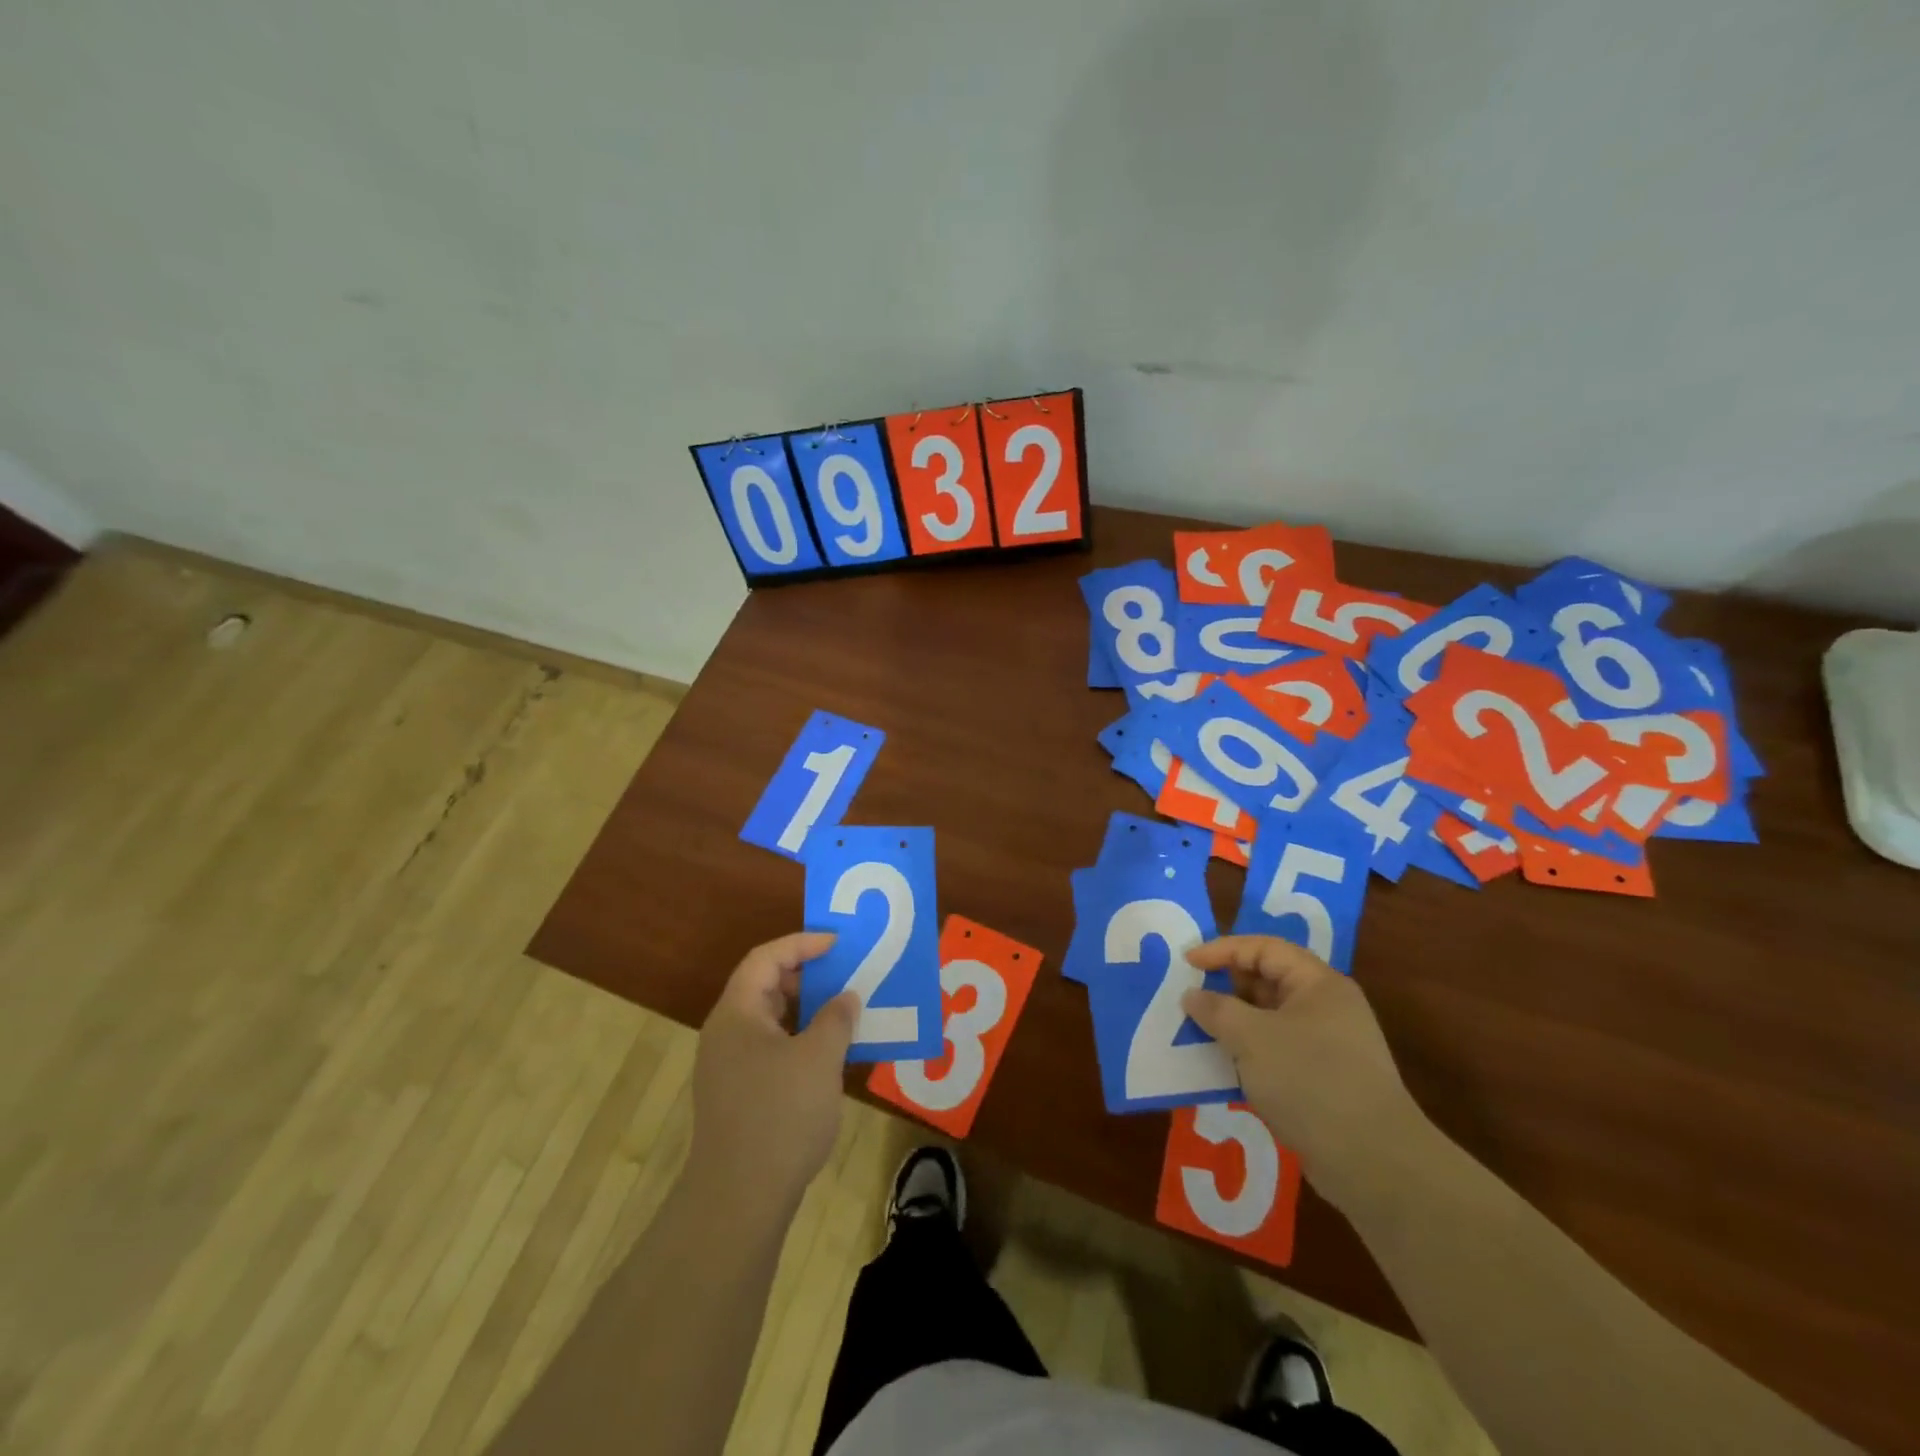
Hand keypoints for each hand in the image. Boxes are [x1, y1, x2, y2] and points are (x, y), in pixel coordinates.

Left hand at [689, 932, 856, 1209]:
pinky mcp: (737, 1095)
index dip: (801, 944)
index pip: (765, 958)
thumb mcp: (819, 1058)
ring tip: (842, 1009)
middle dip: (804, 974)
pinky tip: (827, 1054)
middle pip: (763, 986)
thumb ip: (835, 1019)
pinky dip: (798, 1039)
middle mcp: (726, 1033)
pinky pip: (770, 1049)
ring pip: (769, 1020)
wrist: (740, 1199)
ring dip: (804, 1009)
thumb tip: (845, 997)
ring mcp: (728, 1067)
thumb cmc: (780, 1115)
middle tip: (842, 972)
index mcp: (737, 1014)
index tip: (838, 944)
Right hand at [1182, 935, 1425, 1209]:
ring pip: (1270, 1018)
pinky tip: (1224, 1065)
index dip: (1223, 950)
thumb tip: (1193, 996)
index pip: (1265, 948)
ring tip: (1198, 1030)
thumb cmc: (1310, 1081)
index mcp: (1318, 984)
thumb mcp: (1251, 1038)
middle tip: (1189, 997)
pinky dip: (1249, 1051)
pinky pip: (1277, 1049)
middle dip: (1226, 986)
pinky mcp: (1324, 1079)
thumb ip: (1216, 1009)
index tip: (1187, 963)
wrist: (1373, 1162)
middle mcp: (1327, 1007)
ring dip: (1234, 1022)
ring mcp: (1328, 1045)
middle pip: (1268, 980)